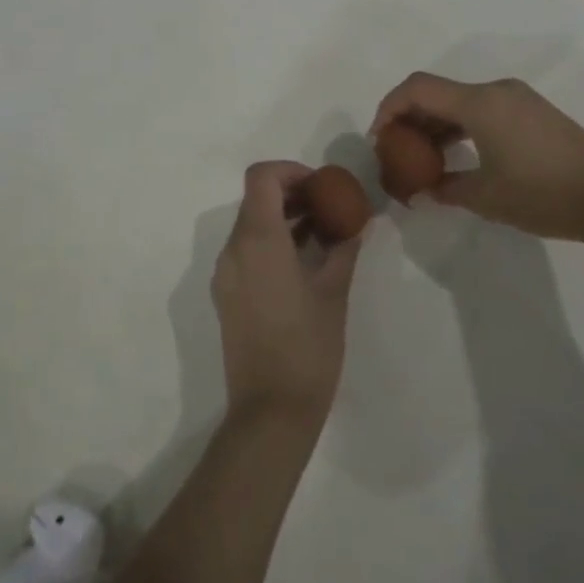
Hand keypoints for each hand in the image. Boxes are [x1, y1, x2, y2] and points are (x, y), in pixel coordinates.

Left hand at [211, 162, 361, 431]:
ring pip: (250, 226)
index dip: (291, 170)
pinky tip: (304, 262)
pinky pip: (246, 251)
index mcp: (257, 241)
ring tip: (323, 233)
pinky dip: (272, 243)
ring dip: (283, 219)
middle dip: (292, 194)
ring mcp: (225, 274)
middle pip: (256, 200)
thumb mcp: (334, 293)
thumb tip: (357, 223)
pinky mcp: (226, 295)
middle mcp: (233, 250)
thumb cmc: (307, 348)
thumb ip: (343, 248)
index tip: (321, 185)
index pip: (261, 177)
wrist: (270, 411)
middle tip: (329, 206)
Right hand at [371, 73, 583, 244]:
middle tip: (396, 153)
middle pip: (437, 92)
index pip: (417, 89)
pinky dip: (461, 127)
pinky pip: (482, 110)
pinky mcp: (533, 112)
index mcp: (480, 103)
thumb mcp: (486, 197)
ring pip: (460, 101)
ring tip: (423, 160)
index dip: (389, 108)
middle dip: (410, 119)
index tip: (379, 140)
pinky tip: (458, 156)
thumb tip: (423, 190)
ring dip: (436, 125)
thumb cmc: (544, 194)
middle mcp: (496, 91)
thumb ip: (446, 188)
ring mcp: (518, 99)